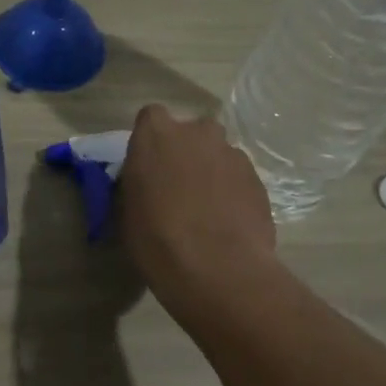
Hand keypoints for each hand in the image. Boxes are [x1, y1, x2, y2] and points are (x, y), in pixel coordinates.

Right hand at [116, 105, 275, 294]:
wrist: (218, 269)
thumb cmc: (157, 239)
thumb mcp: (127, 210)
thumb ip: (137, 182)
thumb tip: (146, 181)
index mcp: (156, 135)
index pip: (151, 117)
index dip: (151, 140)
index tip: (148, 165)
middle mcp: (197, 133)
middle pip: (191, 132)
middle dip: (186, 151)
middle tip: (178, 185)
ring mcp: (232, 154)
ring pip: (218, 154)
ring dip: (211, 171)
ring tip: (206, 209)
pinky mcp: (258, 178)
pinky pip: (238, 177)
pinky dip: (232, 191)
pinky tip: (228, 221)